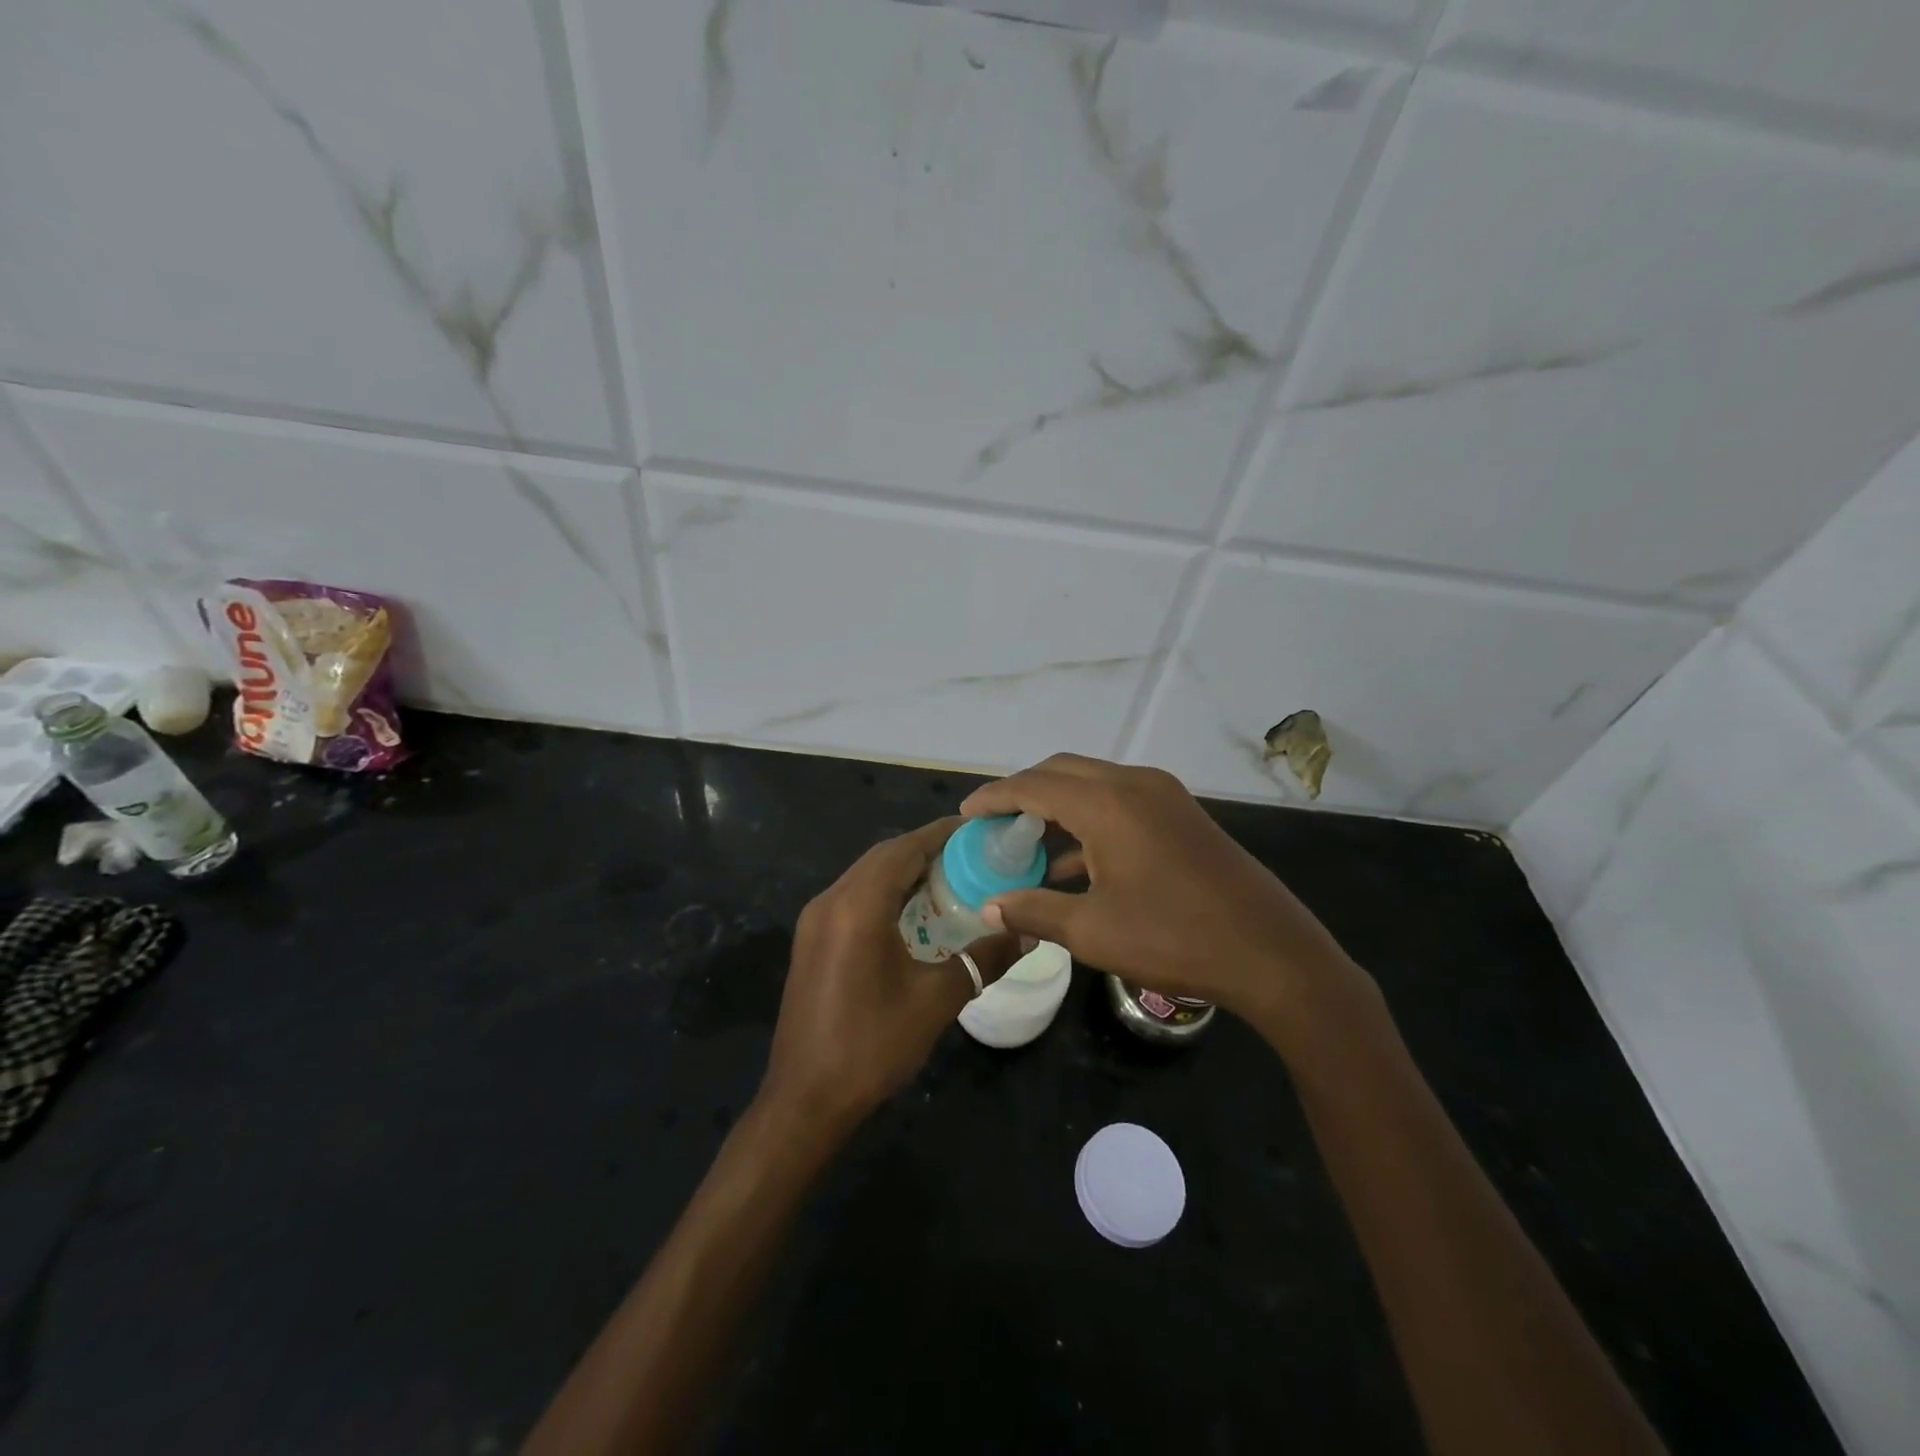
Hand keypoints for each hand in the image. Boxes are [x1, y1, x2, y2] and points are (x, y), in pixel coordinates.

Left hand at [760, 818, 1019, 1131]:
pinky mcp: (811, 940)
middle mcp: (830, 900)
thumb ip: (982, 960)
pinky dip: (885, 893)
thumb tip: (1025, 934)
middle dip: (926, 849)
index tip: (979, 830)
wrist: (805, 1100)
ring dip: (905, 871)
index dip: (942, 834)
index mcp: (857, 906)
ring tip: (950, 880)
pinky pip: (853, 898)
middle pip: (884, 857)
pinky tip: (914, 914)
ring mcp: (815, 920)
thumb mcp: (936, 1001)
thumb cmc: (872, 1045)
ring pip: (866, 876)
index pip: (904, 848)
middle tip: (972, 856)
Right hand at [960, 755, 1376, 1048]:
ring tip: (1026, 843)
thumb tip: (990, 907)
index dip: (995, 797)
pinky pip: (1120, 801)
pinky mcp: (1181, 814)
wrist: (1271, 953)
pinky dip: (1089, 819)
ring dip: (1057, 805)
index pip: (1034, 785)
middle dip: (1023, 793)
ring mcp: (1163, 796)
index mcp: (1108, 803)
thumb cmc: (1174, 939)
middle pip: (1062, 772)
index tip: (965, 814)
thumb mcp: (1093, 931)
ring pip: (1092, 784)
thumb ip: (1035, 911)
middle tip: (993, 825)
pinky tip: (1074, 862)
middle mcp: (1134, 784)